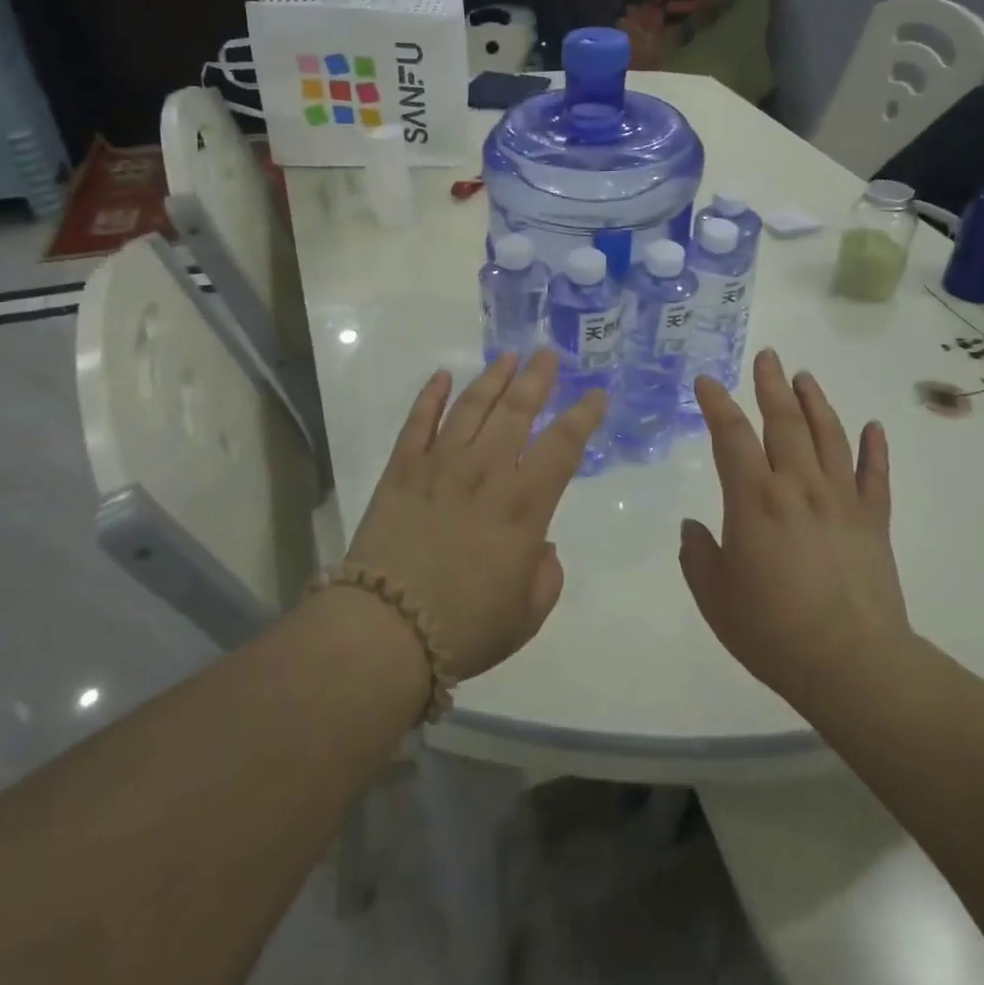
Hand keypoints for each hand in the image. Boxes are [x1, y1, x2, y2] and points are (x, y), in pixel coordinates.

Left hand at [343, 349, 606, 681]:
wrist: (386, 631)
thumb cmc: (465, 627)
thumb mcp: (527, 614)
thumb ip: (546, 574)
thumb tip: (541, 546)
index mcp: (524, 505)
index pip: (563, 445)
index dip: (584, 415)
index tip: (596, 392)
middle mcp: (486, 471)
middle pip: (517, 411)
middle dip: (538, 378)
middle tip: (549, 353)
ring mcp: (439, 464)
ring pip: (472, 406)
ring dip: (492, 377)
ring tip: (508, 357)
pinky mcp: (401, 469)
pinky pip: (418, 421)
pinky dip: (430, 395)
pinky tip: (442, 376)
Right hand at [679, 349, 910, 713]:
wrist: (852, 664)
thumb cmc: (772, 630)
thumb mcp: (714, 596)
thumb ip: (697, 555)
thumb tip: (694, 528)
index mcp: (754, 500)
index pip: (732, 436)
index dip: (718, 405)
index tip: (708, 382)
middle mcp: (798, 486)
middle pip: (784, 422)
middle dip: (771, 385)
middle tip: (768, 356)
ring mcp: (841, 500)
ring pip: (829, 436)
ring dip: (815, 402)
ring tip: (805, 377)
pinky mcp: (873, 520)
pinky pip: (875, 474)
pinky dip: (874, 447)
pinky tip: (873, 426)